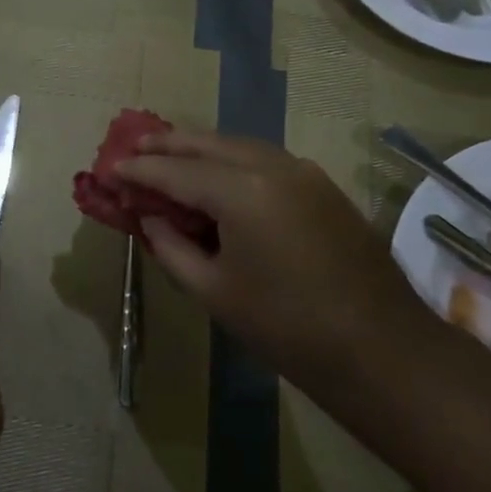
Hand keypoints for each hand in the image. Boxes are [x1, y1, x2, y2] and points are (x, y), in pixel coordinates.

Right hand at [117, 129, 428, 374]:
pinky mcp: (321, 185)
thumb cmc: (286, 326)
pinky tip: (217, 174)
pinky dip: (231, 159)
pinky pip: (264, 159)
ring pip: (238, 145)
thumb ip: (172, 246)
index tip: (110, 169)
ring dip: (201, 147)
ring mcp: (303, 172)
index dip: (139, 171)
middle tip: (134, 147)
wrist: (380, 348)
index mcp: (241, 191)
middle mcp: (272, 166)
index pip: (176, 171)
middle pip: (207, 143)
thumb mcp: (214, 290)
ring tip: (169, 153)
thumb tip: (152, 218)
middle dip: (168, 143)